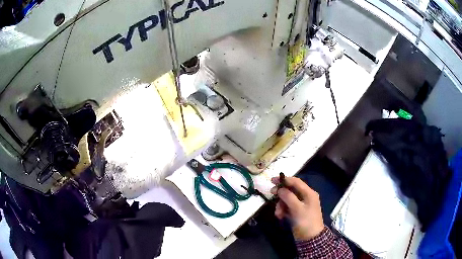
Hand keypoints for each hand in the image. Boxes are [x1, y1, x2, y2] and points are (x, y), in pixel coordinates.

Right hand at [270, 176, 324, 240]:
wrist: (310, 238)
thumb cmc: (306, 221)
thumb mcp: (297, 209)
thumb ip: (289, 197)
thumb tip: (280, 189)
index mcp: (309, 193)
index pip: (296, 182)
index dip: (284, 179)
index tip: (272, 180)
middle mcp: (305, 197)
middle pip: (290, 190)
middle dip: (281, 194)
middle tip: (271, 194)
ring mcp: (300, 205)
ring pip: (287, 199)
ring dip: (280, 204)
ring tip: (278, 213)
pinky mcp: (296, 212)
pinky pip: (287, 207)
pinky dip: (282, 210)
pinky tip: (280, 216)